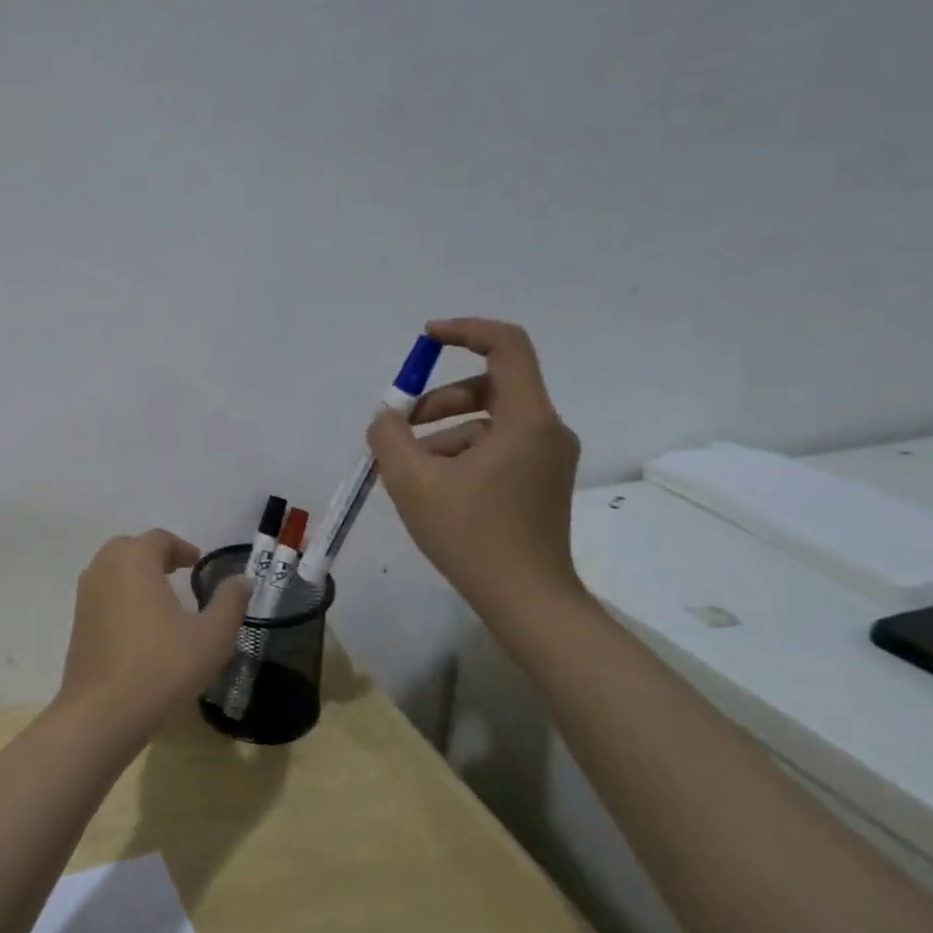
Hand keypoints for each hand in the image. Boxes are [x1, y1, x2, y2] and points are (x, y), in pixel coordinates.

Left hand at [56, 530, 251, 742]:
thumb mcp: (211, 636)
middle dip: (156, 557)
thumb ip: (230, 603)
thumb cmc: (162, 665)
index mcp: (133, 559)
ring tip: (162, 599)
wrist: (103, 711)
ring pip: (113, 572)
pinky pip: (103, 595)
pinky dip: (122, 597)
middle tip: (179, 574)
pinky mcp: (77, 622)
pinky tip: (140, 626)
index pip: (159, 539)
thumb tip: (241, 580)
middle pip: (131, 549)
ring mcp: (85, 595)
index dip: (181, 548)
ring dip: (137, 576)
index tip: (197, 563)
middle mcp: (103, 567)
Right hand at [366, 318, 583, 621]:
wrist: (526, 601)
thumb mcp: (412, 481)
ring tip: (408, 470)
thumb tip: (386, 419)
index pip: (507, 346)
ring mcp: (546, 459)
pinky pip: (494, 449)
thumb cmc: (471, 535)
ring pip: (487, 422)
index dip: (465, 331)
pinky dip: (459, 456)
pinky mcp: (539, 483)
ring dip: (442, 434)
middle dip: (438, 400)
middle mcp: (545, 431)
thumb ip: (389, 437)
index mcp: (527, 420)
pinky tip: (431, 490)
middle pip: (490, 386)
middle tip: (401, 426)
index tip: (426, 338)